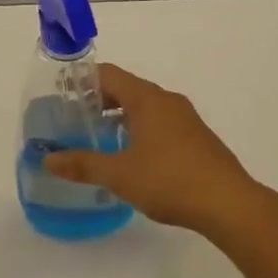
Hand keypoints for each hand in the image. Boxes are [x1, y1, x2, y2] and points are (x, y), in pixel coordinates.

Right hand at [45, 65, 261, 233]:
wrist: (228, 202)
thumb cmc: (169, 180)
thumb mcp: (119, 174)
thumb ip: (83, 164)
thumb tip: (48, 159)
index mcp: (147, 98)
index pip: (109, 74)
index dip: (83, 81)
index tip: (62, 94)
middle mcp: (167, 100)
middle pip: (127, 89)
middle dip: (100, 101)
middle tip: (74, 120)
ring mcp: (185, 118)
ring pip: (145, 107)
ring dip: (121, 117)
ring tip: (98, 138)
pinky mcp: (196, 137)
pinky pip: (161, 123)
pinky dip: (141, 129)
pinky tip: (132, 156)